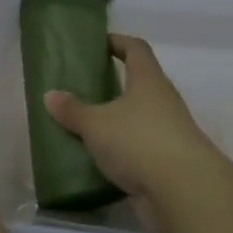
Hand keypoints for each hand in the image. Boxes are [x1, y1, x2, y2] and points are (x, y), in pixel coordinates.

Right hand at [42, 35, 218, 204]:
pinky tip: (97, 159)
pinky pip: (138, 148)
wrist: (182, 191)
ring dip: (115, 121)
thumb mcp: (96, 124)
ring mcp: (168, 132)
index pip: (136, 49)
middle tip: (82, 88)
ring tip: (84, 125)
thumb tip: (50, 95)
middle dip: (113, 84)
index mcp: (149, 80)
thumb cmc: (138, 141)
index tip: (99, 43)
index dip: (118, 42)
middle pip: (138, 84)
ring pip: (138, 118)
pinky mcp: (166, 162)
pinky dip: (120, 151)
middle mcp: (163, 101)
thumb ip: (73, 110)